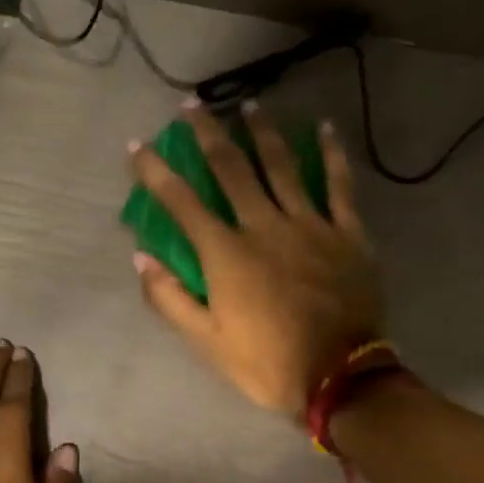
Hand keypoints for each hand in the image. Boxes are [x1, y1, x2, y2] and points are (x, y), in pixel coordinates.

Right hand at [129, 100, 384, 418]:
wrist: (340, 378)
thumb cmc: (267, 363)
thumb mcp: (206, 342)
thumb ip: (170, 299)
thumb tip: (141, 257)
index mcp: (227, 254)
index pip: (182, 202)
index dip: (155, 171)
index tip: (136, 144)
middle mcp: (264, 227)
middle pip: (232, 169)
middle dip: (208, 134)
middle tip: (192, 106)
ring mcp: (310, 226)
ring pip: (282, 166)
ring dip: (262, 132)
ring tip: (249, 104)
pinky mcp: (347, 234)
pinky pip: (339, 185)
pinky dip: (331, 155)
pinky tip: (324, 128)